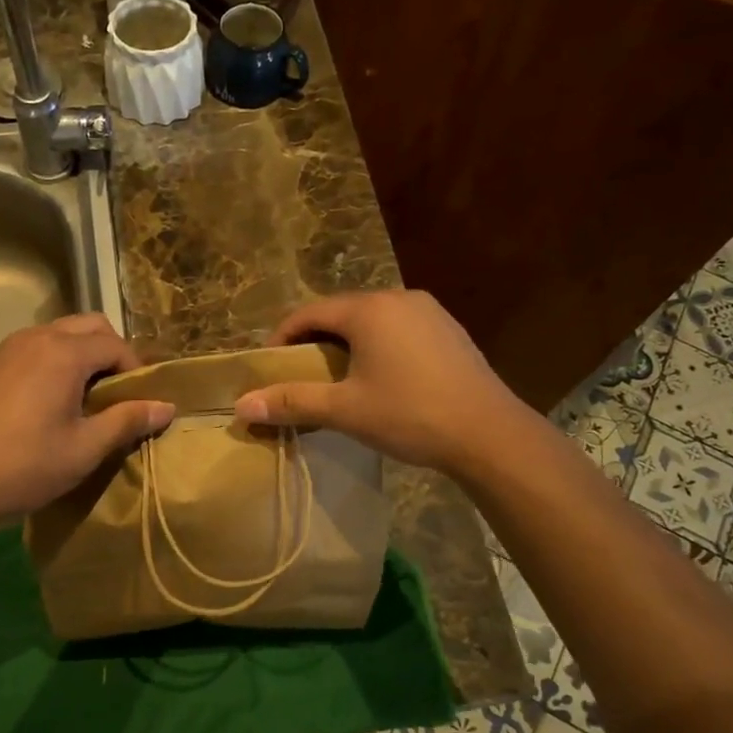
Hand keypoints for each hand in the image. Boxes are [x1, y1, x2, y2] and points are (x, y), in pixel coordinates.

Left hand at [0, 313, 174, 529]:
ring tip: (87, 399)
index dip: (135, 370)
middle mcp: (37, 337)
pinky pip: (37, 347)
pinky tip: (53, 401)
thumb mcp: (86, 448)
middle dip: (112, 353)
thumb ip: (128, 420)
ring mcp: (10, 348)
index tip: (140, 403)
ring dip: (83, 355)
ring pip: (62, 333)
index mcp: (63, 353)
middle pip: (90, 326)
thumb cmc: (27, 466)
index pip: (115, 344)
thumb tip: (167, 406)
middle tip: (116, 395)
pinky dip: (57, 360)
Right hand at [233, 291, 525, 475]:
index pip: (308, 312)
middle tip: (300, 377)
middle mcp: (399, 298)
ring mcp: (429, 312)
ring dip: (346, 346)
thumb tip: (241, 405)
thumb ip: (292, 402)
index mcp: (369, 309)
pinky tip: (381, 380)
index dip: (282, 338)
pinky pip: (399, 330)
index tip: (269, 368)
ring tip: (337, 381)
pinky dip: (377, 348)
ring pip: (371, 322)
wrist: (490, 434)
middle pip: (340, 314)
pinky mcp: (449, 331)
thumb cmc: (410, 415)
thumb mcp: (345, 410)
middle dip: (314, 343)